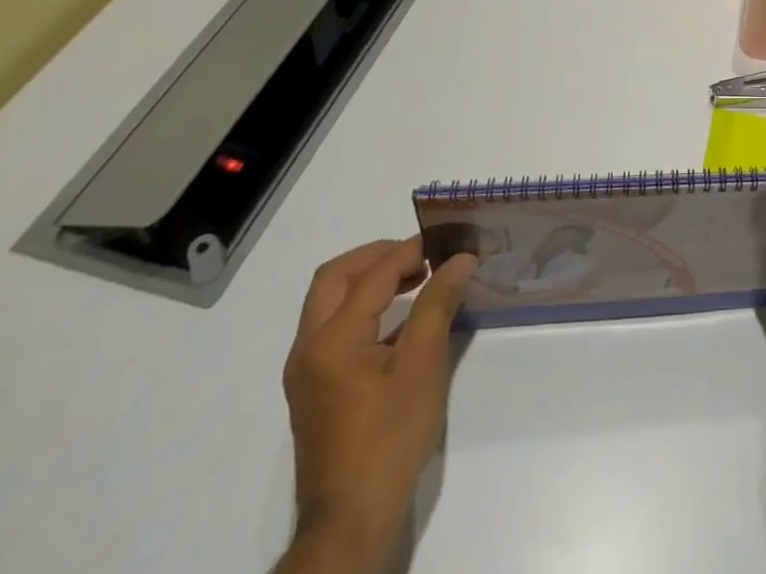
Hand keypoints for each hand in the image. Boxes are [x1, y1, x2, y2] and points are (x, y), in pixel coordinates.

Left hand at [277, 239, 475, 571]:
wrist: (350, 521)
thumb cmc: (389, 438)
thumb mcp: (423, 366)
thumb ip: (438, 304)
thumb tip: (460, 259)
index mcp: (332, 339)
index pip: (374, 274)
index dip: (413, 251)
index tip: (450, 244)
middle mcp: (308, 347)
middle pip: (335, 277)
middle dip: (378, 255)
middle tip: (421, 255)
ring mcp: (305, 370)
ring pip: (329, 301)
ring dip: (368, 280)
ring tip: (416, 279)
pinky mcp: (312, 388)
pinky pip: (332, 327)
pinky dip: (362, 307)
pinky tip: (400, 321)